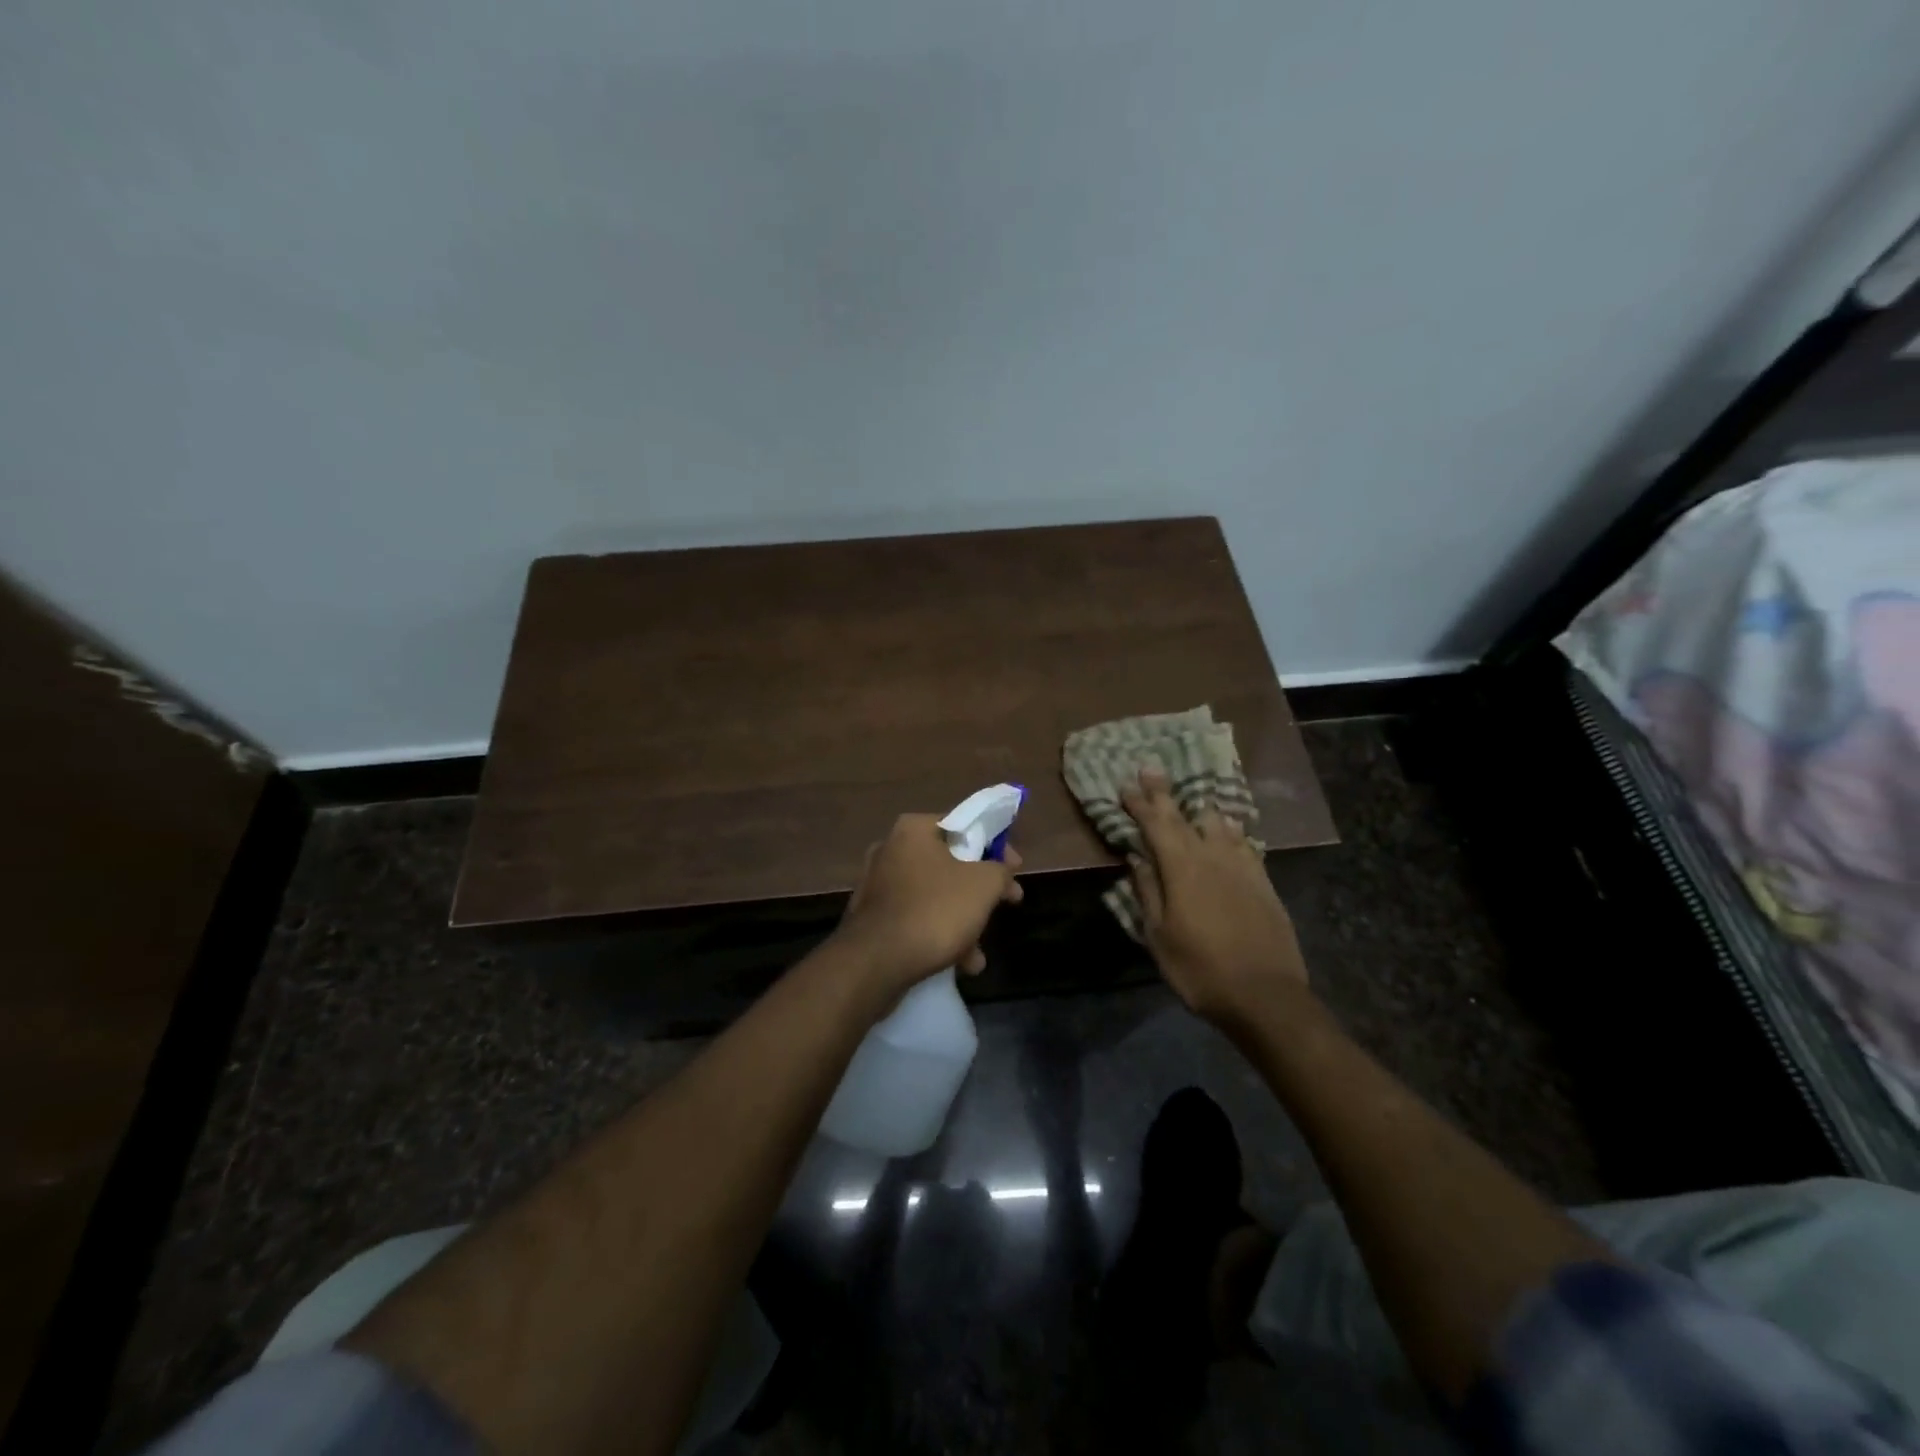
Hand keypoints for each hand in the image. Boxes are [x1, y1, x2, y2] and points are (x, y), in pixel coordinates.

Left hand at [834, 813, 1024, 998]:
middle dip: (980, 890)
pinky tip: (958, 964)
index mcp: (914, 829)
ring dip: (961, 921)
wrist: (876, 962)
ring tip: (977, 954)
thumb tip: (1001, 869)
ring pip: (934, 895)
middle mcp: (891, 850)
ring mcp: (878, 885)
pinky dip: (937, 935)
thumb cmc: (935, 911)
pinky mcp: (872, 918)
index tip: (1014, 868)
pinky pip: (915, 919)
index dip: (996, 845)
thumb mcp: (983, 885)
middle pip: (950, 863)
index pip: (964, 825)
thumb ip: (1000, 869)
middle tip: (1005, 904)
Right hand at [1121, 768, 1308, 1027]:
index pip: (1156, 825)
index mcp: (1181, 869)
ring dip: (1198, 808)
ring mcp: (1242, 866)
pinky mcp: (1263, 880)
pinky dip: (1229, 830)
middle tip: (1151, 768)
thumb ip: (1147, 892)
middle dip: (1164, 793)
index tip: (1126, 784)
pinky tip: (1227, 828)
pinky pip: (1243, 842)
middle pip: (1184, 816)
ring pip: (1218, 823)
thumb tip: (1137, 858)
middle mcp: (1212, 857)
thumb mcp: (1159, 936)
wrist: (1265, 995)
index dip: (1139, 803)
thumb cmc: (1200, 969)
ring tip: (1190, 798)